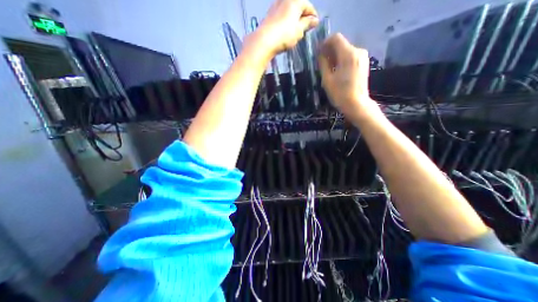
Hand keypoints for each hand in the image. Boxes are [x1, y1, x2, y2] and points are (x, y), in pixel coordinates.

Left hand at [252, 0, 317, 56]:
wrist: (264, 41)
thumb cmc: (285, 35)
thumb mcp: (299, 31)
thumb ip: (307, 24)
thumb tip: (314, 20)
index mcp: (295, 1)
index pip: (308, 6)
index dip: (313, 16)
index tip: (315, 25)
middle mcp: (285, 0)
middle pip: (298, 7)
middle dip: (302, 17)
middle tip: (305, 29)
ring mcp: (275, 6)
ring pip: (288, 12)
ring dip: (293, 20)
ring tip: (295, 31)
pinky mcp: (269, 15)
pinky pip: (281, 16)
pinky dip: (285, 22)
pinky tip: (285, 31)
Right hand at [317, 33, 374, 119]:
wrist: (357, 104)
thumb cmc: (340, 94)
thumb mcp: (327, 79)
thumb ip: (323, 64)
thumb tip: (320, 54)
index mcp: (348, 54)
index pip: (336, 38)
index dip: (325, 42)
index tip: (318, 52)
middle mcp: (358, 51)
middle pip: (341, 44)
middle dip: (330, 50)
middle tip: (321, 62)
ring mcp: (363, 57)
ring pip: (346, 50)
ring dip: (335, 56)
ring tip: (328, 68)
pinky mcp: (364, 63)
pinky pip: (351, 56)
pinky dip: (342, 60)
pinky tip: (337, 70)